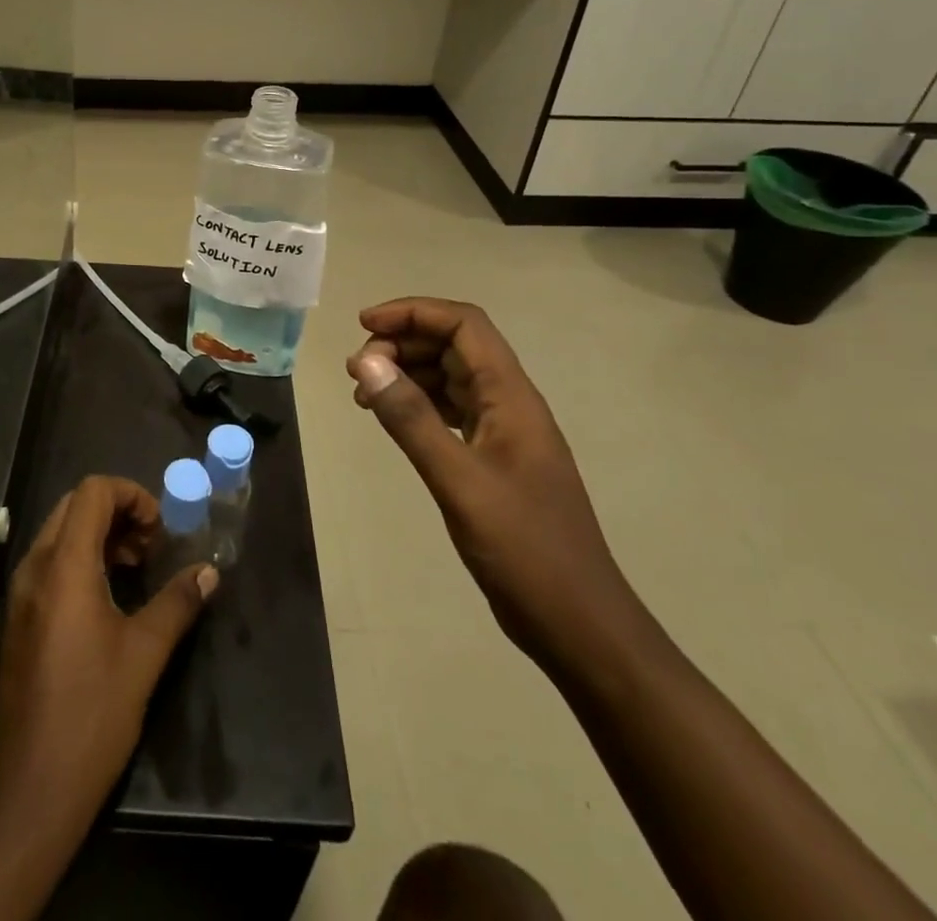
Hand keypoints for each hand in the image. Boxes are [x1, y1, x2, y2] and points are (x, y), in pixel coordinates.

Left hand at [0, 475, 216, 836]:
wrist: (30, 790)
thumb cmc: (91, 714)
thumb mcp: (144, 655)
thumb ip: (177, 603)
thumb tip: (208, 572)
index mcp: (64, 566)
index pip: (92, 492)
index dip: (131, 495)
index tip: (160, 530)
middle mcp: (34, 568)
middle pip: (74, 506)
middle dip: (117, 512)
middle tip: (150, 546)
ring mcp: (20, 594)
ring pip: (60, 533)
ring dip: (99, 535)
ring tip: (135, 568)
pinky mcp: (18, 618)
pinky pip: (49, 563)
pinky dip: (81, 559)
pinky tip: (108, 597)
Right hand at [346, 298, 652, 680]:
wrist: (579, 625)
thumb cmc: (524, 550)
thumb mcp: (459, 481)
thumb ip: (411, 419)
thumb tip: (365, 360)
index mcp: (512, 397)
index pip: (464, 325)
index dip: (414, 312)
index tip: (364, 325)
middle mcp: (510, 403)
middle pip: (455, 345)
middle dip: (404, 342)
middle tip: (357, 369)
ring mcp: (505, 432)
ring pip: (451, 377)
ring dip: (407, 373)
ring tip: (364, 394)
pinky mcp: (495, 460)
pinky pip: (451, 410)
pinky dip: (418, 404)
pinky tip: (391, 420)